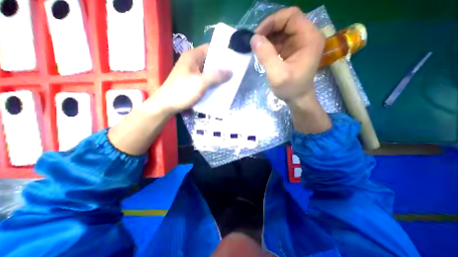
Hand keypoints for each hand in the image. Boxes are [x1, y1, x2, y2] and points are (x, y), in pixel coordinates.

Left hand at [109, 44, 228, 154]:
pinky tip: (219, 88)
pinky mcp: (191, 82)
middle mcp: (192, 62)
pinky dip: (212, 83)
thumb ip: (216, 76)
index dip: (222, 53)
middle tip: (234, 72)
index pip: (210, 48)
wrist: (166, 105)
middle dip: (222, 67)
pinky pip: (205, 79)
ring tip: (229, 80)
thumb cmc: (182, 92)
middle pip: (210, 61)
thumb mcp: (200, 83)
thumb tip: (231, 71)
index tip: (233, 59)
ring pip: (208, 71)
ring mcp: (191, 73)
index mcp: (192, 57)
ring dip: (217, 76)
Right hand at [252, 7, 330, 133]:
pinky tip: (262, 52)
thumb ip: (266, 56)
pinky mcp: (292, 50)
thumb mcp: (277, 75)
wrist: (298, 99)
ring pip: (281, 31)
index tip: (257, 35)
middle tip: (255, 42)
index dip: (272, 21)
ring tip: (257, 49)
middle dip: (268, 30)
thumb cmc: (290, 89)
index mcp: (309, 38)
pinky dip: (269, 45)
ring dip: (267, 38)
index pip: (291, 16)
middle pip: (285, 22)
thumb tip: (254, 39)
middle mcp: (307, 36)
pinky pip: (279, 41)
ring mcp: (299, 43)